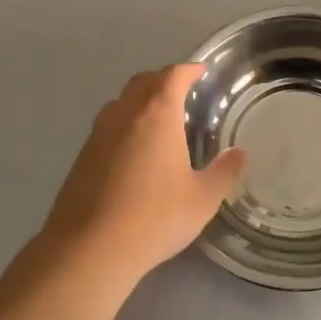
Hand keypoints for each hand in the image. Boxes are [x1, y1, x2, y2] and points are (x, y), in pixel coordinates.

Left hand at [40, 64, 245, 285]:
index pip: (173, 76)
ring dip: (140, 101)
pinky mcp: (82, 157)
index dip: (188, 70)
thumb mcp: (202, 199)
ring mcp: (98, 135)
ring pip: (121, 103)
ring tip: (157, 119)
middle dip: (163, 80)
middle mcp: (125, 115)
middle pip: (143, 82)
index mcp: (157, 115)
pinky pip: (107, 127)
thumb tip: (239, 153)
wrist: (89, 249)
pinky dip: (124, 125)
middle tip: (181, 91)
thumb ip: (224, 172)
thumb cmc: (154, 217)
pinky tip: (133, 151)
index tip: (200, 71)